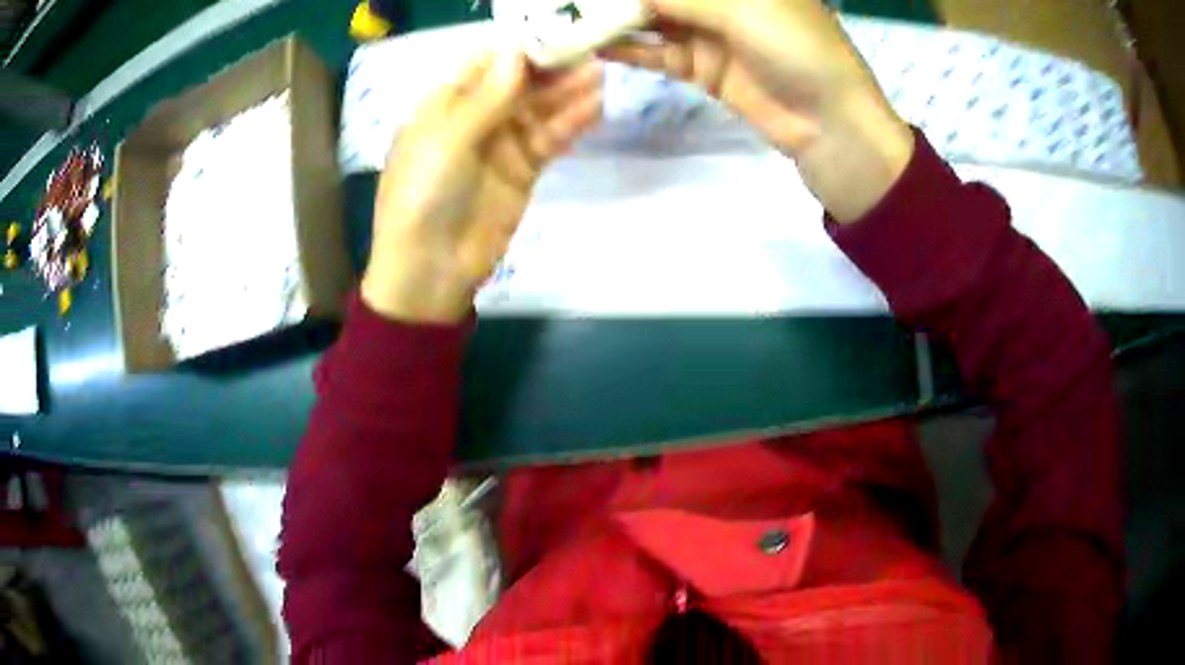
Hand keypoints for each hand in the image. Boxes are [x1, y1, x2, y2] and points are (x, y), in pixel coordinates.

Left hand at [361, 52, 602, 322]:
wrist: (431, 271)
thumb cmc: (422, 197)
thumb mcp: (446, 141)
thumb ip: (485, 98)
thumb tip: (516, 52)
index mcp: (443, 104)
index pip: (485, 63)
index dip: (519, 47)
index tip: (555, 31)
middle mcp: (474, 117)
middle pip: (517, 81)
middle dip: (550, 65)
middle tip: (589, 48)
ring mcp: (500, 143)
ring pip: (538, 108)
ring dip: (567, 90)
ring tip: (599, 71)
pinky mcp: (523, 170)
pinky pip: (550, 138)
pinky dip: (570, 122)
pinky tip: (595, 105)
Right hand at [604, 0, 913, 220]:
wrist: (831, 125)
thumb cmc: (800, 50)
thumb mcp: (744, 9)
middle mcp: (724, 1)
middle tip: (574, 0)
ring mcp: (712, 35)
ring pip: (655, 20)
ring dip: (618, 18)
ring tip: (573, 18)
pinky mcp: (704, 69)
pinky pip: (659, 53)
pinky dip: (631, 49)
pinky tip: (596, 46)